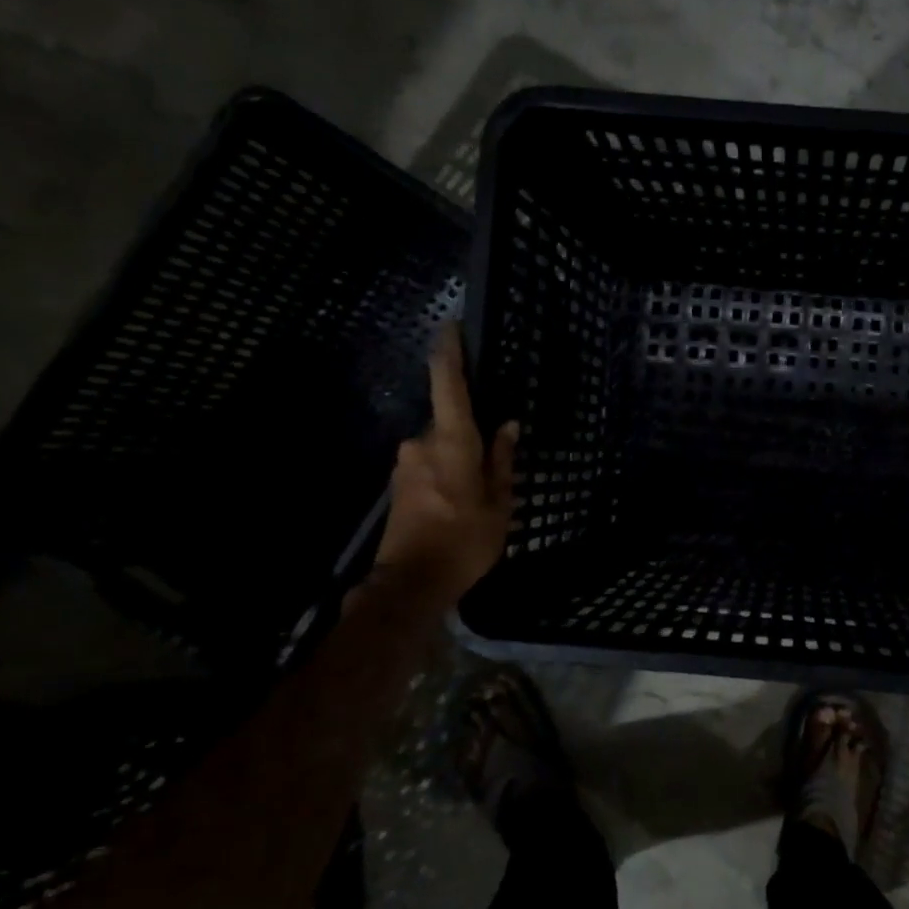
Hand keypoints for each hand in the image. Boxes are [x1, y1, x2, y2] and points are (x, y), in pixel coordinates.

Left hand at [373, 325, 517, 603]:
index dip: (449, 353)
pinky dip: (448, 471)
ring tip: (480, 492)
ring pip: (441, 445)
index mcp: (452, 442)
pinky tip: (461, 501)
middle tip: (495, 460)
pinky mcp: (400, 483)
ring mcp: (406, 463)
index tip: (451, 326)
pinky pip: (430, 462)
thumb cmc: (465, 540)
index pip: (448, 385)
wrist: (411, 582)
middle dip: (471, 433)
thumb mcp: (500, 503)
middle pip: (450, 421)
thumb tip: (508, 425)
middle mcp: (422, 443)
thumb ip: (502, 460)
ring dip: (460, 457)